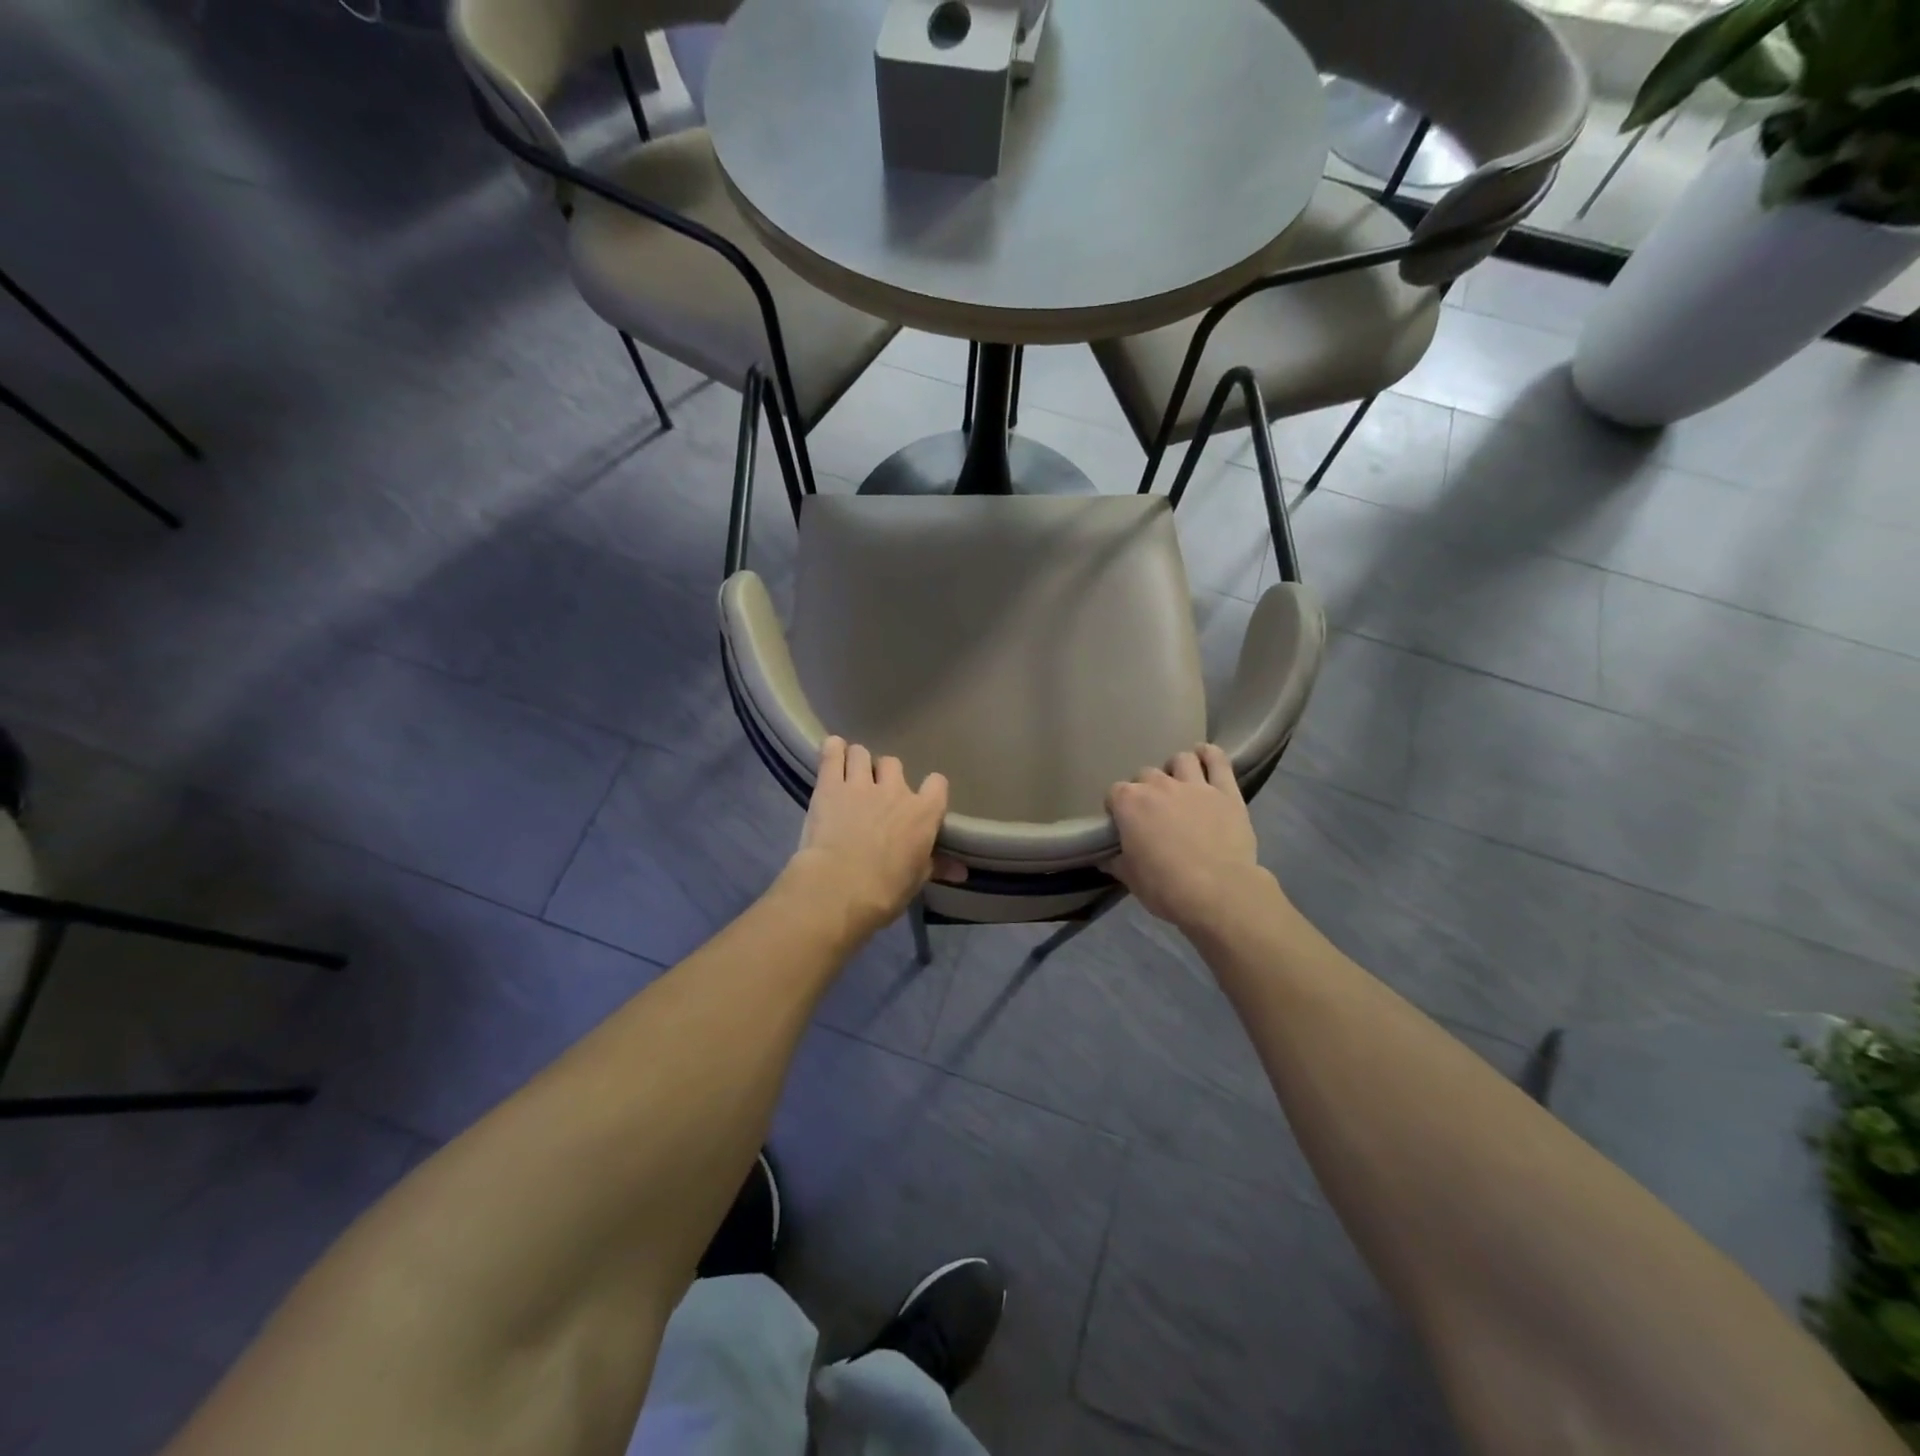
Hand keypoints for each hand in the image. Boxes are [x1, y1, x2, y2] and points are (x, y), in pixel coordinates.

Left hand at [786, 737, 954, 937]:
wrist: (840, 888)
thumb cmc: (885, 890)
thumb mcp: (915, 880)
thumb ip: (937, 865)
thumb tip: (962, 871)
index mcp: (923, 813)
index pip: (937, 784)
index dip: (929, 789)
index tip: (920, 800)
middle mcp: (895, 790)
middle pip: (893, 764)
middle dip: (884, 775)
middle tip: (874, 794)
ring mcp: (861, 783)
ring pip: (862, 754)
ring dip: (857, 763)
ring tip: (849, 777)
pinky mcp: (830, 785)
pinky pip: (832, 753)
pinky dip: (833, 750)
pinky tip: (832, 752)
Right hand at [1107, 745, 1275, 932]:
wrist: (1219, 893)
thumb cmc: (1166, 887)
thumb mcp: (1131, 879)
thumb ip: (1117, 862)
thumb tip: (1106, 858)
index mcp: (1130, 804)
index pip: (1114, 793)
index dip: (1117, 808)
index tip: (1123, 824)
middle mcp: (1159, 786)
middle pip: (1145, 775)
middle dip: (1146, 790)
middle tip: (1153, 812)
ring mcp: (1194, 785)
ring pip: (1181, 760)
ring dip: (1176, 769)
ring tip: (1179, 784)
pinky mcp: (1226, 791)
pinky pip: (1218, 761)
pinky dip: (1210, 754)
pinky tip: (1205, 755)